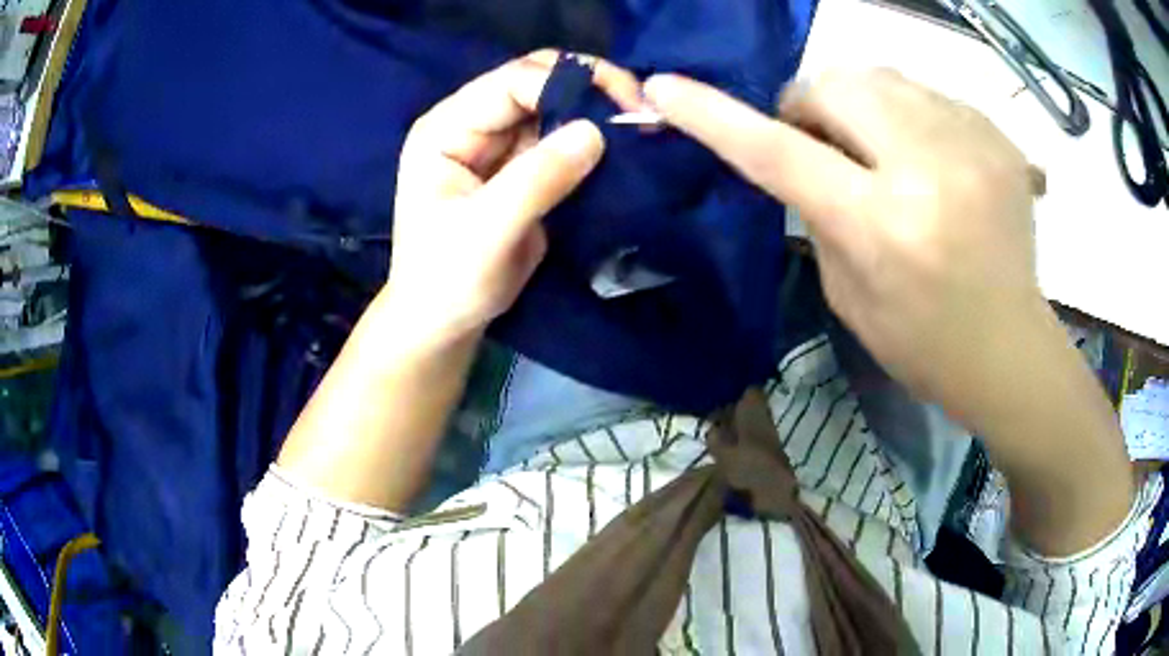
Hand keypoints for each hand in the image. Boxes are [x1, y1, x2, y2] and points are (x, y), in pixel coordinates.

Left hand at [386, 50, 643, 352]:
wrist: (445, 321)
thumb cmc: (448, 280)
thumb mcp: (487, 232)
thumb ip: (537, 180)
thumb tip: (596, 132)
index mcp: (446, 128)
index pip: (510, 83)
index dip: (565, 83)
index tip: (620, 106)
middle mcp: (471, 123)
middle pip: (535, 80)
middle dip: (589, 86)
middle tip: (639, 107)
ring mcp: (498, 142)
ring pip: (555, 104)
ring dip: (597, 109)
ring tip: (640, 125)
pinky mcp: (523, 164)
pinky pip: (564, 136)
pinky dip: (595, 136)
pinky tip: (625, 143)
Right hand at [645, 69, 1045, 427]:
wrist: (1009, 350)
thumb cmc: (922, 343)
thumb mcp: (847, 292)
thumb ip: (816, 210)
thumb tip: (800, 148)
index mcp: (883, 228)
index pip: (780, 153)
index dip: (713, 115)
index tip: (665, 87)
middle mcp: (929, 172)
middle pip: (836, 85)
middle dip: (812, 104)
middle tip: (824, 143)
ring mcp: (973, 147)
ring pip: (882, 77)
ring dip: (863, 106)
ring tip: (884, 152)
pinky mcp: (999, 139)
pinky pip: (928, 96)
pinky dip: (910, 117)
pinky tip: (930, 161)